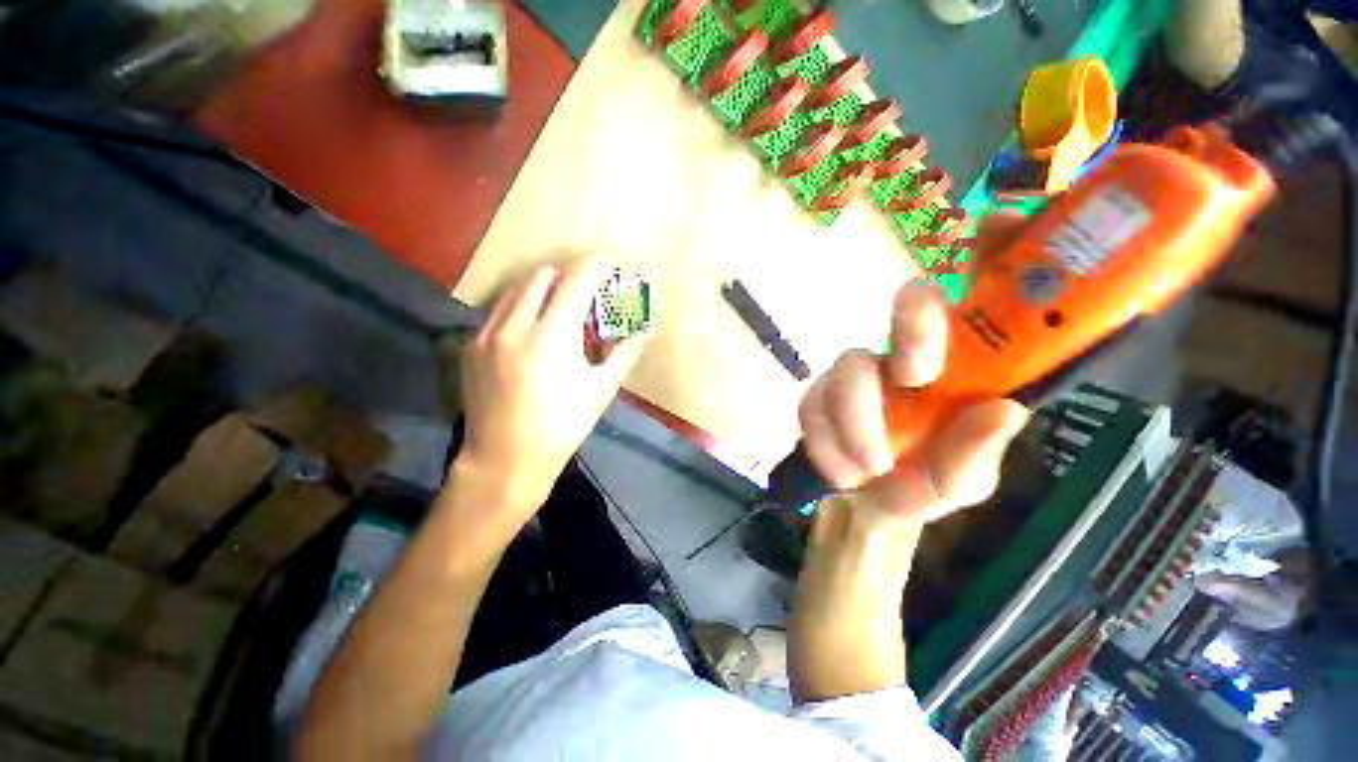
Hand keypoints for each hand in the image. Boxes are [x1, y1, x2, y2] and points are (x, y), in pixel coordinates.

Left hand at [455, 258, 647, 517]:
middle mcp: (515, 324)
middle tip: (587, 296)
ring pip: (518, 288)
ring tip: (560, 311)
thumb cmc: (563, 426)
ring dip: (545, 289)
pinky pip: (500, 309)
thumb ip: (625, 352)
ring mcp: (486, 332)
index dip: (597, 267)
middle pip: (544, 275)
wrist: (505, 459)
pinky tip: (533, 333)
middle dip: (570, 276)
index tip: (610, 268)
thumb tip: (645, 329)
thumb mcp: (602, 390)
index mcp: (552, 335)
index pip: (577, 279)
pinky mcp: (471, 344)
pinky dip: (522, 307)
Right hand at [799, 215, 1030, 526]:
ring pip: (849, 362)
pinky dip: (826, 441)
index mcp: (961, 370)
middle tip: (916, 377)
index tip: (1001, 226)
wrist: (861, 507)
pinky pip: (812, 403)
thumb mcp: (959, 481)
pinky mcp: (816, 393)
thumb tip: (1003, 409)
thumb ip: (976, 455)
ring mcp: (857, 371)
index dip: (998, 253)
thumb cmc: (921, 487)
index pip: (985, 298)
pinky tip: (842, 472)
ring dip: (857, 418)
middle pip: (911, 302)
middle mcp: (908, 356)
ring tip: (870, 469)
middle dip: (917, 327)